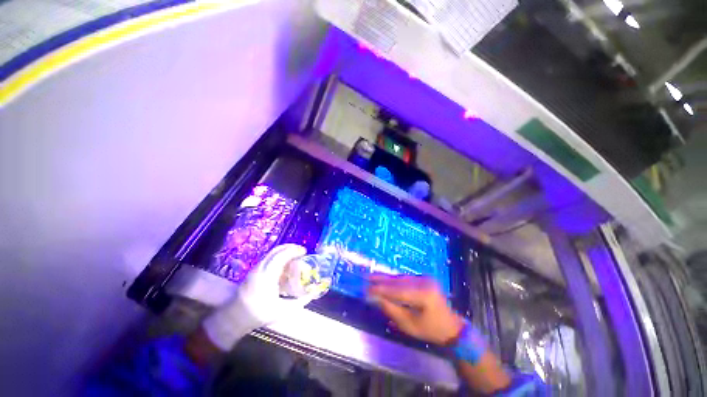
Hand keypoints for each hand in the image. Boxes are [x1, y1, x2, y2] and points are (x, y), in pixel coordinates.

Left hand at [203, 244, 313, 350]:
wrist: (233, 318)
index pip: (282, 256)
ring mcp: (256, 269)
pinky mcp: (253, 271)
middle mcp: (261, 269)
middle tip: (301, 251)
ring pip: (272, 253)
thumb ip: (299, 302)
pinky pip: (269, 258)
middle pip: (276, 251)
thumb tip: (312, 294)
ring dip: (285, 251)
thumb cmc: (258, 314)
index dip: (294, 251)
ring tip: (294, 256)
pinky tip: (284, 265)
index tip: (304, 251)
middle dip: (290, 248)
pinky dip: (279, 257)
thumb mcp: (281, 311)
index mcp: (267, 276)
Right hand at [368, 274, 463, 345]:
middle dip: (382, 280)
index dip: (381, 289)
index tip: (367, 289)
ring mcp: (425, 278)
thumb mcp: (409, 324)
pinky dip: (394, 280)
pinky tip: (385, 279)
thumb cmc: (430, 330)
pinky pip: (406, 278)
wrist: (451, 326)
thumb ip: (391, 309)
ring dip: (387, 278)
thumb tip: (375, 298)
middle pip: (398, 281)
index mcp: (424, 294)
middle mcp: (425, 282)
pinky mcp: (424, 277)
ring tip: (373, 277)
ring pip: (401, 278)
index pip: (397, 290)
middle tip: (367, 278)